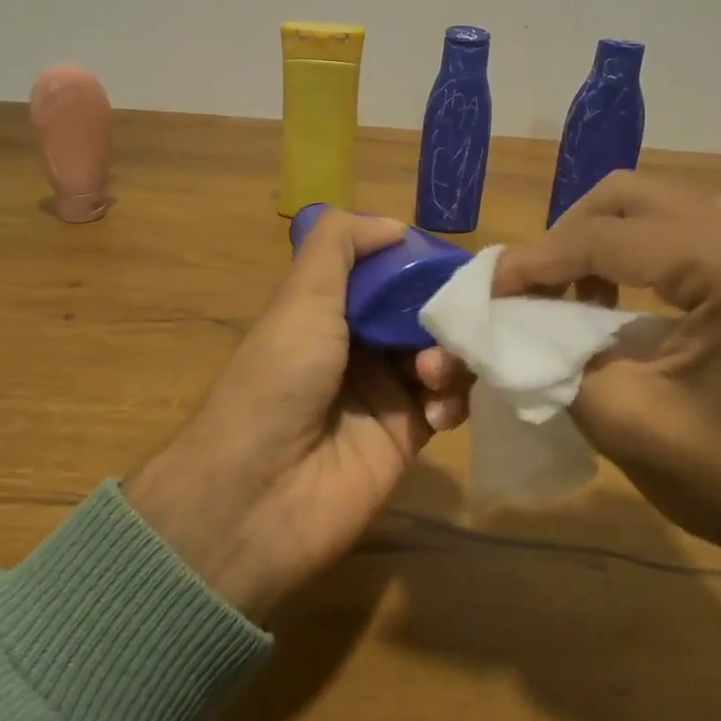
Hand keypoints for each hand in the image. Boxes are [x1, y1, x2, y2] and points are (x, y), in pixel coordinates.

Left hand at [124, 210, 468, 620]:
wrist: (259, 494)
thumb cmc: (280, 379)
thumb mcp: (301, 296)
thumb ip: (340, 245)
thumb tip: (394, 226)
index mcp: (330, 310)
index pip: (390, 274)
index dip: (421, 266)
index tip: (456, 265)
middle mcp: (359, 346)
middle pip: (422, 313)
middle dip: (445, 312)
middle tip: (461, 320)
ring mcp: (384, 393)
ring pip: (442, 355)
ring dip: (451, 356)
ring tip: (433, 373)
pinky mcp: (406, 437)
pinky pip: (448, 404)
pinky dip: (453, 400)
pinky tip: (437, 411)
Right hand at [493, 171, 720, 574]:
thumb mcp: (624, 420)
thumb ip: (555, 356)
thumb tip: (511, 320)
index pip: (604, 239)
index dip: (534, 261)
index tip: (486, 290)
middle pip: (628, 197)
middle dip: (564, 237)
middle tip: (527, 287)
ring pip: (653, 205)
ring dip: (597, 239)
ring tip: (563, 291)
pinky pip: (680, 228)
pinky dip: (632, 250)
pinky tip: (611, 297)